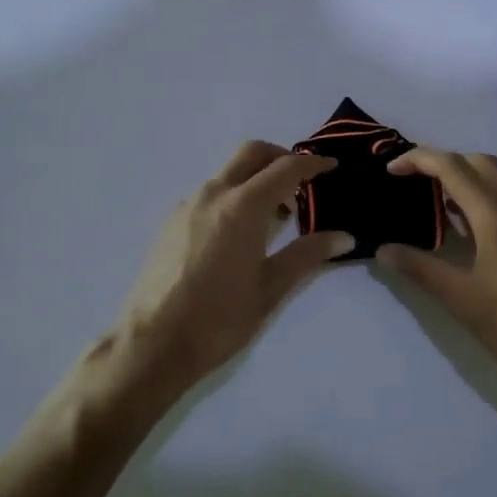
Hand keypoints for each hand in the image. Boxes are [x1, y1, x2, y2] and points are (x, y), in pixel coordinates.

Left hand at [108, 141, 353, 402]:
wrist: (152, 343)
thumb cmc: (219, 318)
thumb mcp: (272, 288)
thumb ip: (308, 254)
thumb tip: (344, 237)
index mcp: (243, 206)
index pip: (286, 168)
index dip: (312, 164)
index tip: (331, 167)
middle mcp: (214, 194)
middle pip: (251, 153)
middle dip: (280, 157)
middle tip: (301, 182)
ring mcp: (187, 205)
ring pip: (228, 173)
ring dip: (255, 179)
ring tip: (274, 216)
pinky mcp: (170, 221)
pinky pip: (209, 194)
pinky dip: (233, 196)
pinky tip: (239, 233)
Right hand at [376, 148, 496, 398]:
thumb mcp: (460, 299)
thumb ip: (419, 268)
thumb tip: (383, 249)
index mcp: (494, 213)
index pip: (450, 166)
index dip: (417, 160)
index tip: (390, 171)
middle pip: (474, 160)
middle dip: (440, 162)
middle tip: (410, 182)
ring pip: (495, 173)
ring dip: (464, 173)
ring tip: (434, 198)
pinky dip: (483, 189)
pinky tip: (466, 220)